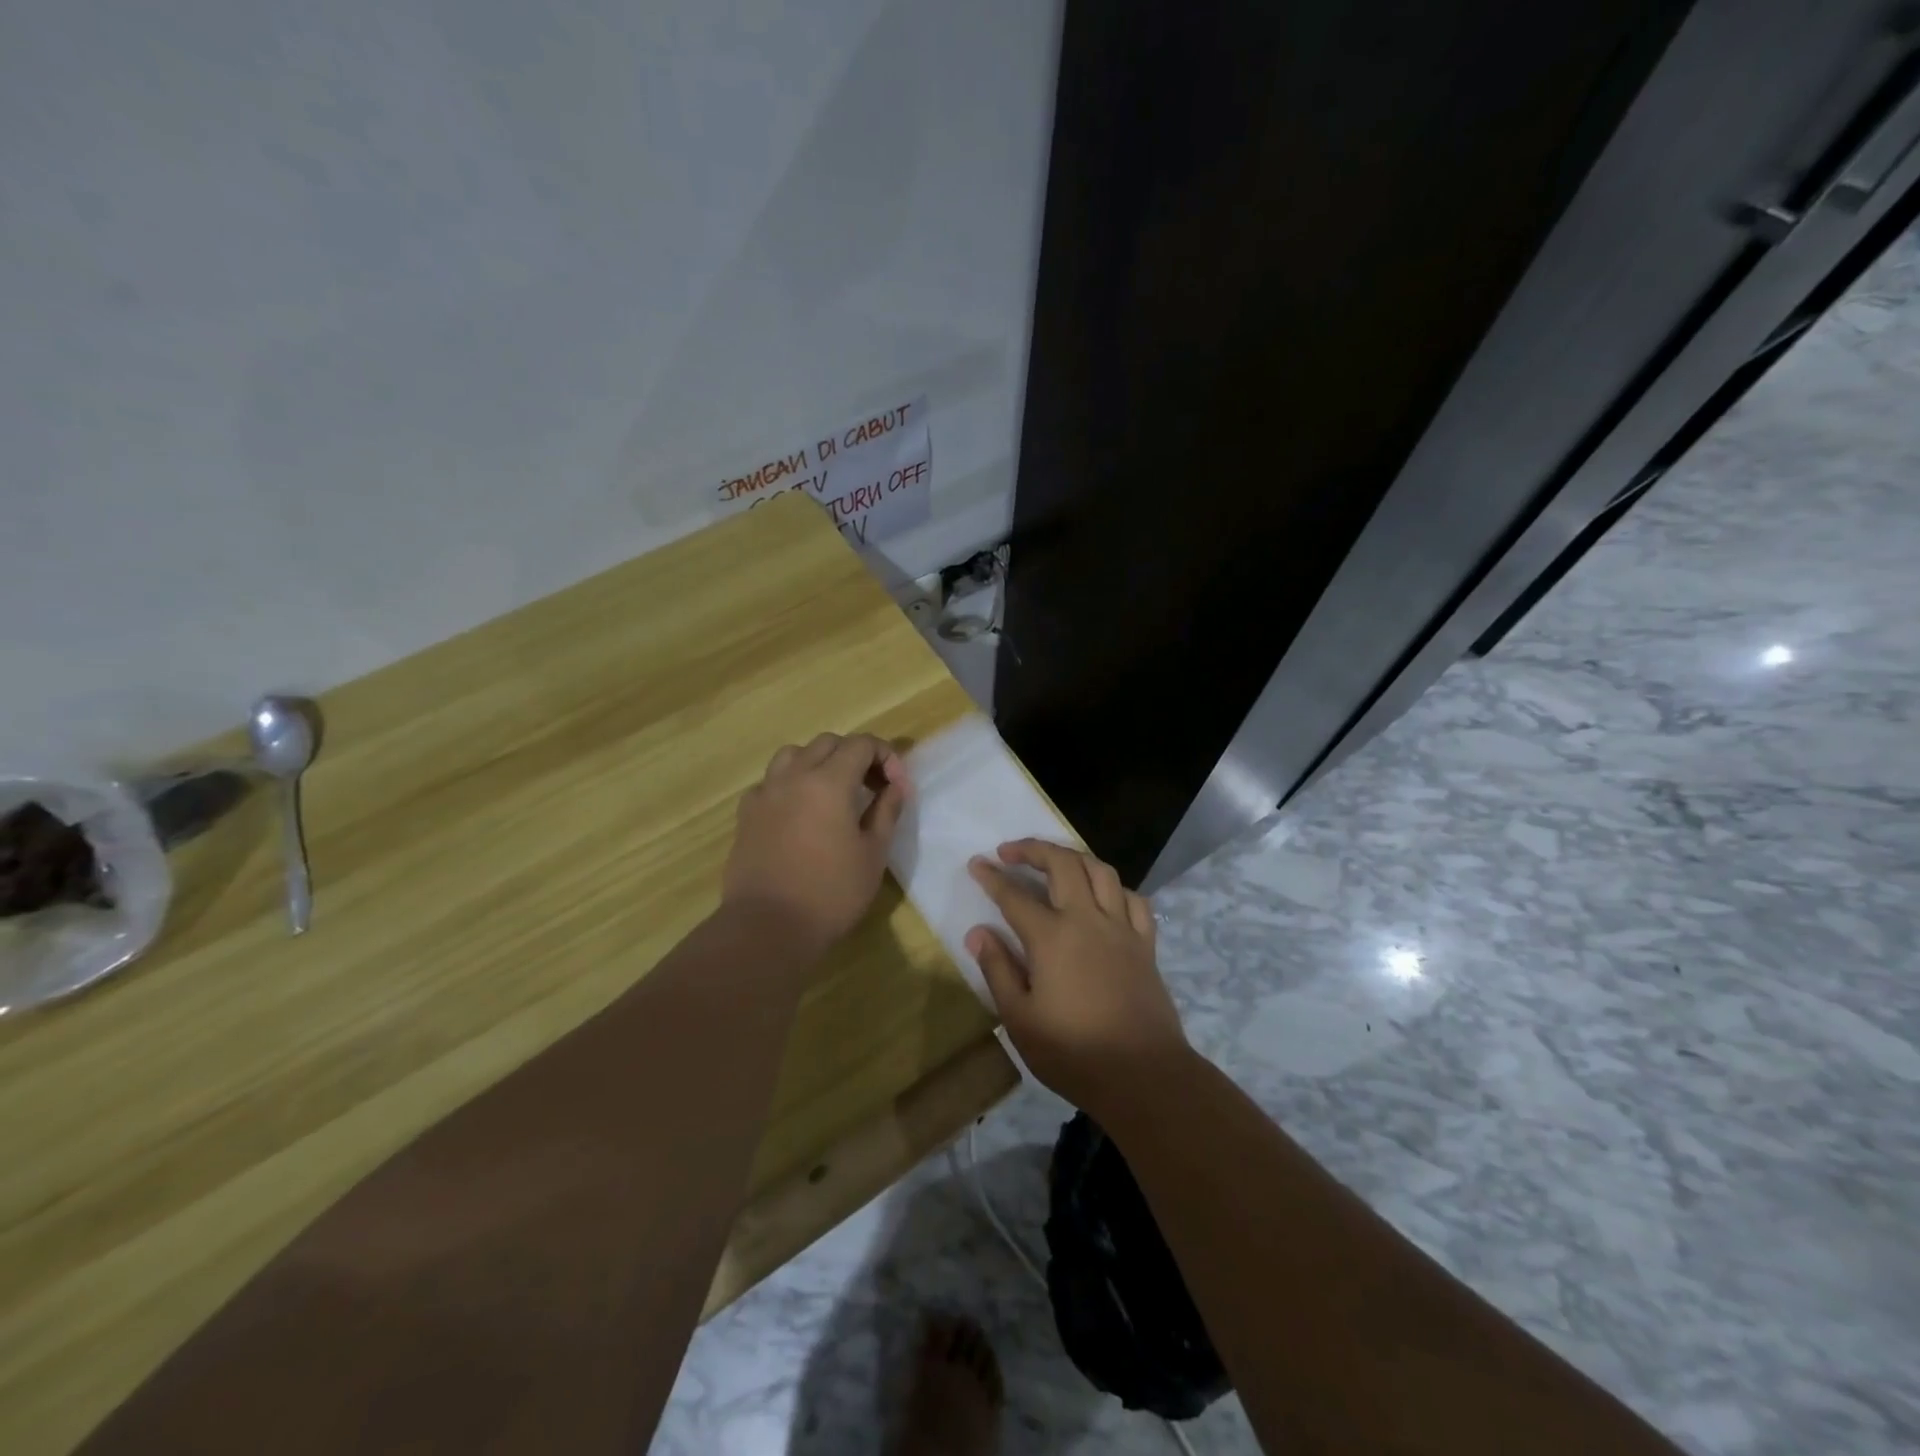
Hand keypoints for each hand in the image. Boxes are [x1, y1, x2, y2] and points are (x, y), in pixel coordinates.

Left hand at [722, 732, 911, 951]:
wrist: (767, 927)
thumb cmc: (830, 893)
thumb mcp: (873, 854)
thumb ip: (886, 811)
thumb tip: (895, 786)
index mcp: (829, 781)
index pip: (862, 744)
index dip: (886, 758)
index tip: (897, 788)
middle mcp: (794, 776)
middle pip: (828, 743)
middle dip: (855, 756)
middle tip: (872, 788)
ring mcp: (765, 793)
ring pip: (793, 755)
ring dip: (819, 762)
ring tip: (833, 792)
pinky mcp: (746, 814)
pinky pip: (770, 782)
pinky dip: (790, 784)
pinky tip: (799, 812)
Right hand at [966, 840, 1189, 1112]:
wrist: (1143, 1075)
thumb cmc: (1073, 1053)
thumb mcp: (1020, 1019)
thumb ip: (998, 970)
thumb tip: (978, 932)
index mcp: (1052, 938)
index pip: (1014, 896)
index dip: (992, 877)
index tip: (976, 863)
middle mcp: (1087, 920)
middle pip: (1062, 864)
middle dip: (1033, 849)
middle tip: (1011, 851)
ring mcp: (1121, 929)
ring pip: (1101, 871)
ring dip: (1074, 857)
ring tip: (1056, 860)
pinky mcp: (1145, 944)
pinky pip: (1134, 899)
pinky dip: (1114, 887)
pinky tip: (1103, 894)